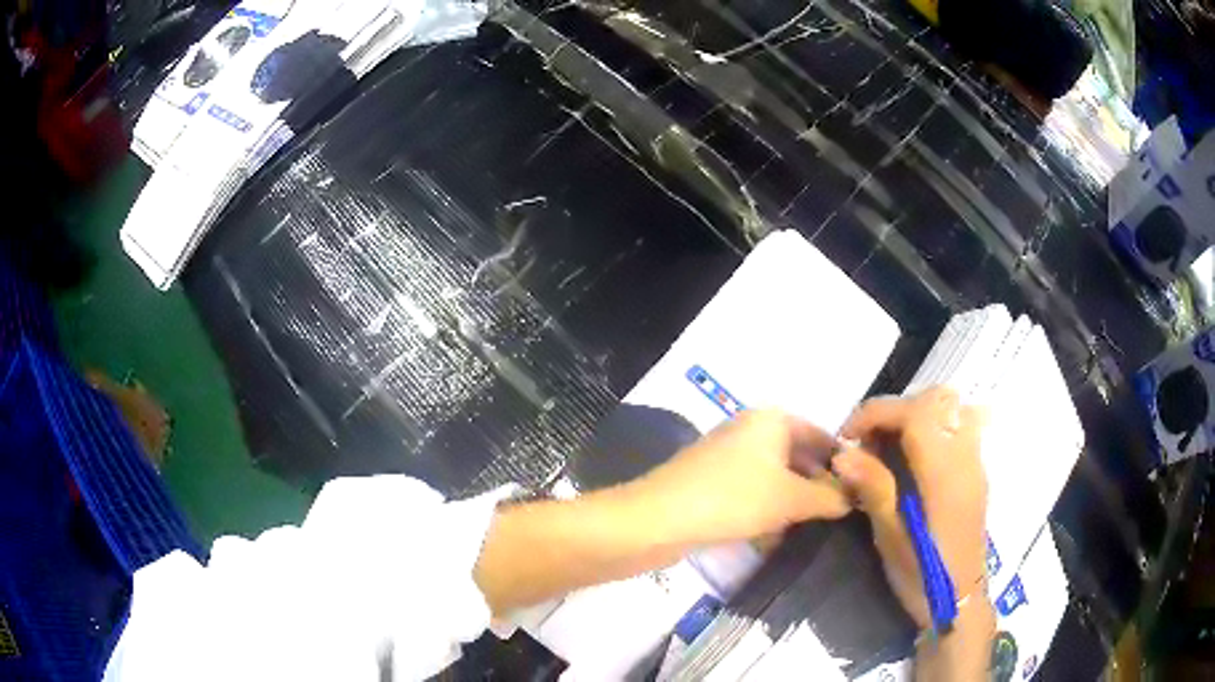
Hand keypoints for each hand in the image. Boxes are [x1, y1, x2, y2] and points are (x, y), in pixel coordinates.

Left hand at [631, 409, 852, 547]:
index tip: (861, 492)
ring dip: (793, 501)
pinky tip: (777, 536)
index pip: (821, 435)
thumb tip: (853, 498)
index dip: (842, 462)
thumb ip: (828, 496)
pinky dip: (767, 510)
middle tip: (840, 515)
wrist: (656, 521)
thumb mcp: (790, 499)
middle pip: (797, 456)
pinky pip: (751, 493)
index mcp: (771, 420)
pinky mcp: (710, 484)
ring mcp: (726, 457)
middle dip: (818, 485)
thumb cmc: (732, 499)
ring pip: (774, 478)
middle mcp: (749, 431)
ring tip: (814, 527)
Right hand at [832, 387, 989, 630]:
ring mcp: (975, 461)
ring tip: (890, 447)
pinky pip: (958, 427)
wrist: (959, 600)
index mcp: (944, 472)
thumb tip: (843, 454)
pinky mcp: (976, 471)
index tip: (848, 436)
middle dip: (897, 410)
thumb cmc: (923, 574)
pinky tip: (913, 461)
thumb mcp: (891, 537)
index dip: (877, 413)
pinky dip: (932, 428)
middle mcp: (965, 455)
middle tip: (870, 442)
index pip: (915, 413)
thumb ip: (873, 488)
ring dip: (917, 415)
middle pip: (937, 400)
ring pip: (952, 408)